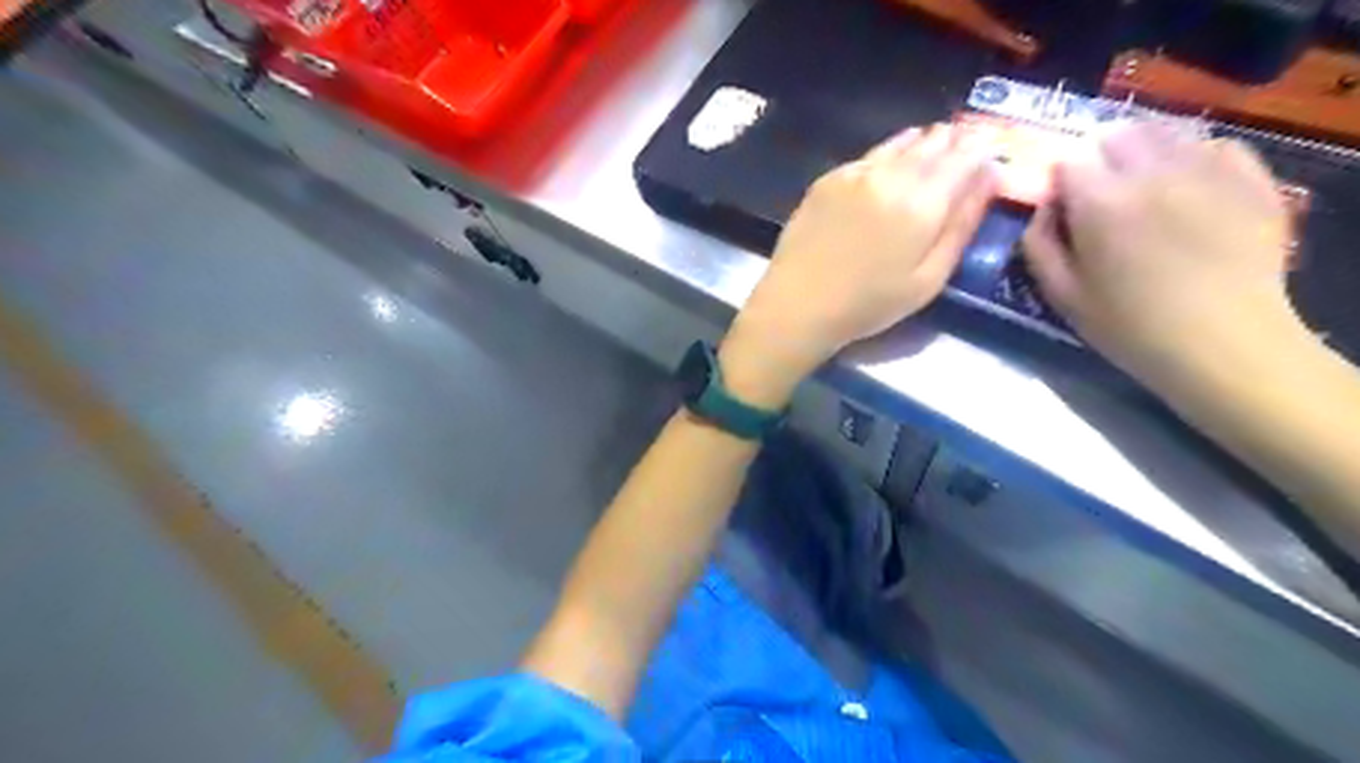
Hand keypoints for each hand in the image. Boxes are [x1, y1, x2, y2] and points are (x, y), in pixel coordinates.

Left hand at [715, 127, 995, 405]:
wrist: (798, 304)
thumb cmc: (868, 304)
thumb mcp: (928, 279)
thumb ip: (962, 226)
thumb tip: (990, 177)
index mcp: (922, 203)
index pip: (966, 157)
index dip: (983, 149)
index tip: (992, 149)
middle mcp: (891, 176)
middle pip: (934, 143)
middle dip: (956, 140)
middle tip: (967, 142)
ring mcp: (856, 173)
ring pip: (901, 143)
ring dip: (924, 142)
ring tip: (936, 143)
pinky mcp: (829, 179)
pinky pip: (870, 155)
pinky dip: (890, 153)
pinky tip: (891, 163)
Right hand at [1027, 127, 1301, 387]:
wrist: (1223, 341)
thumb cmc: (1129, 326)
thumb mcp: (1061, 295)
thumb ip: (1039, 245)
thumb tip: (1042, 209)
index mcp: (1099, 203)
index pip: (1068, 162)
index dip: (1061, 181)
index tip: (1063, 205)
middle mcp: (1151, 173)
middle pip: (1117, 135)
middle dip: (1101, 158)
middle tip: (1102, 193)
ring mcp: (1206, 170)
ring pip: (1165, 133)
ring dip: (1145, 151)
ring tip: (1144, 186)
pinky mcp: (1250, 178)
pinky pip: (1216, 145)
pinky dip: (1195, 157)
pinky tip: (1190, 187)